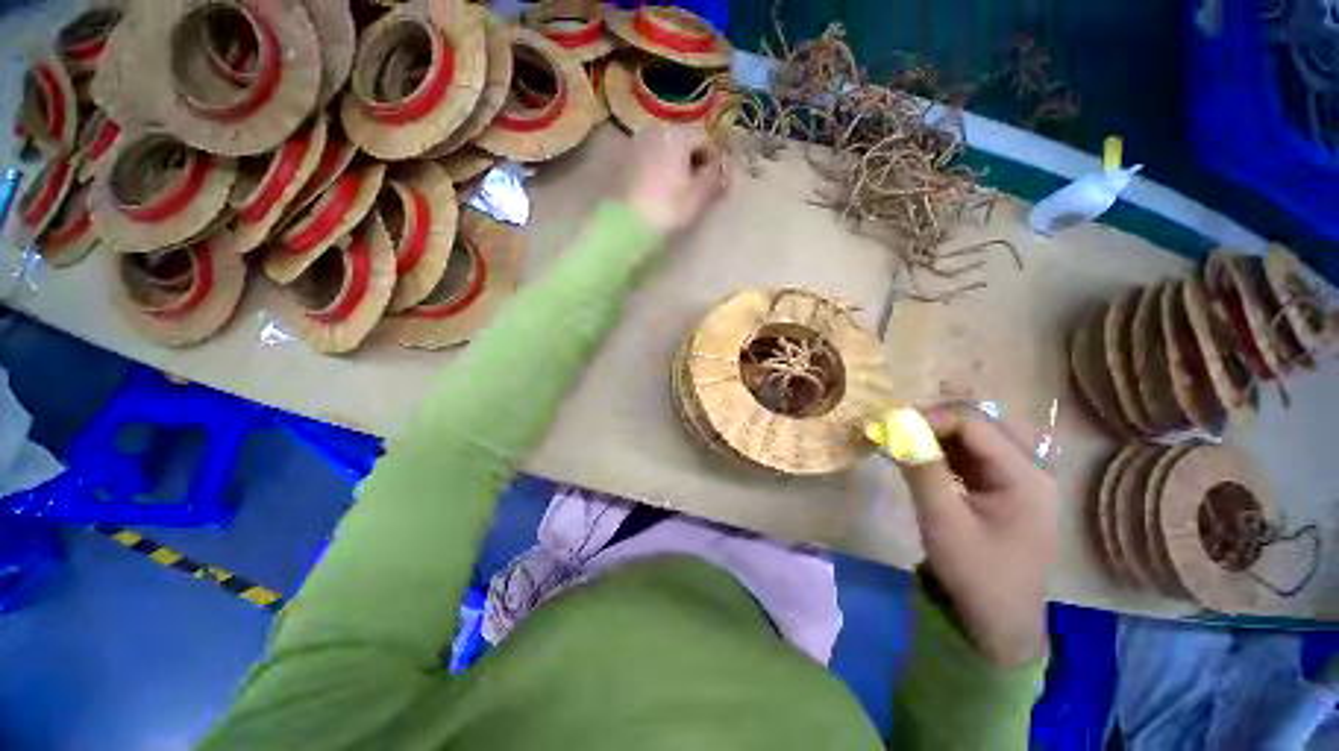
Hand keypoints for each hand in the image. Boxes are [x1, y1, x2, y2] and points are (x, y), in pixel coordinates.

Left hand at [621, 124, 726, 233]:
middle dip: (694, 164)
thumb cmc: (668, 207)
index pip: (705, 140)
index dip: (714, 162)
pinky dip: (659, 174)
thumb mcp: (699, 195)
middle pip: (684, 143)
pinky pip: (650, 163)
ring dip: (676, 169)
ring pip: (666, 153)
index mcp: (677, 133)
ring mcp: (637, 145)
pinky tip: (661, 195)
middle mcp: (655, 130)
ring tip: (679, 195)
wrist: (626, 223)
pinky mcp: (624, 163)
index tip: (715, 184)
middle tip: (698, 190)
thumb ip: (715, 179)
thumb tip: (724, 171)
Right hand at [900, 406, 1056, 666]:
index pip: (974, 423)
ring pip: (969, 439)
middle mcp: (1027, 469)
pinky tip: (917, 459)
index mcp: (1024, 475)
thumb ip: (922, 471)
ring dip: (932, 437)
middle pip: (975, 426)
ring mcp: (1016, 479)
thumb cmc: (976, 574)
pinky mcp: (1001, 489)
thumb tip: (896, 428)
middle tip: (892, 433)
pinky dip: (939, 453)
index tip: (892, 427)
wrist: (1000, 623)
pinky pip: (968, 458)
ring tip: (899, 443)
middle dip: (929, 424)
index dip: (930, 417)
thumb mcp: (943, 522)